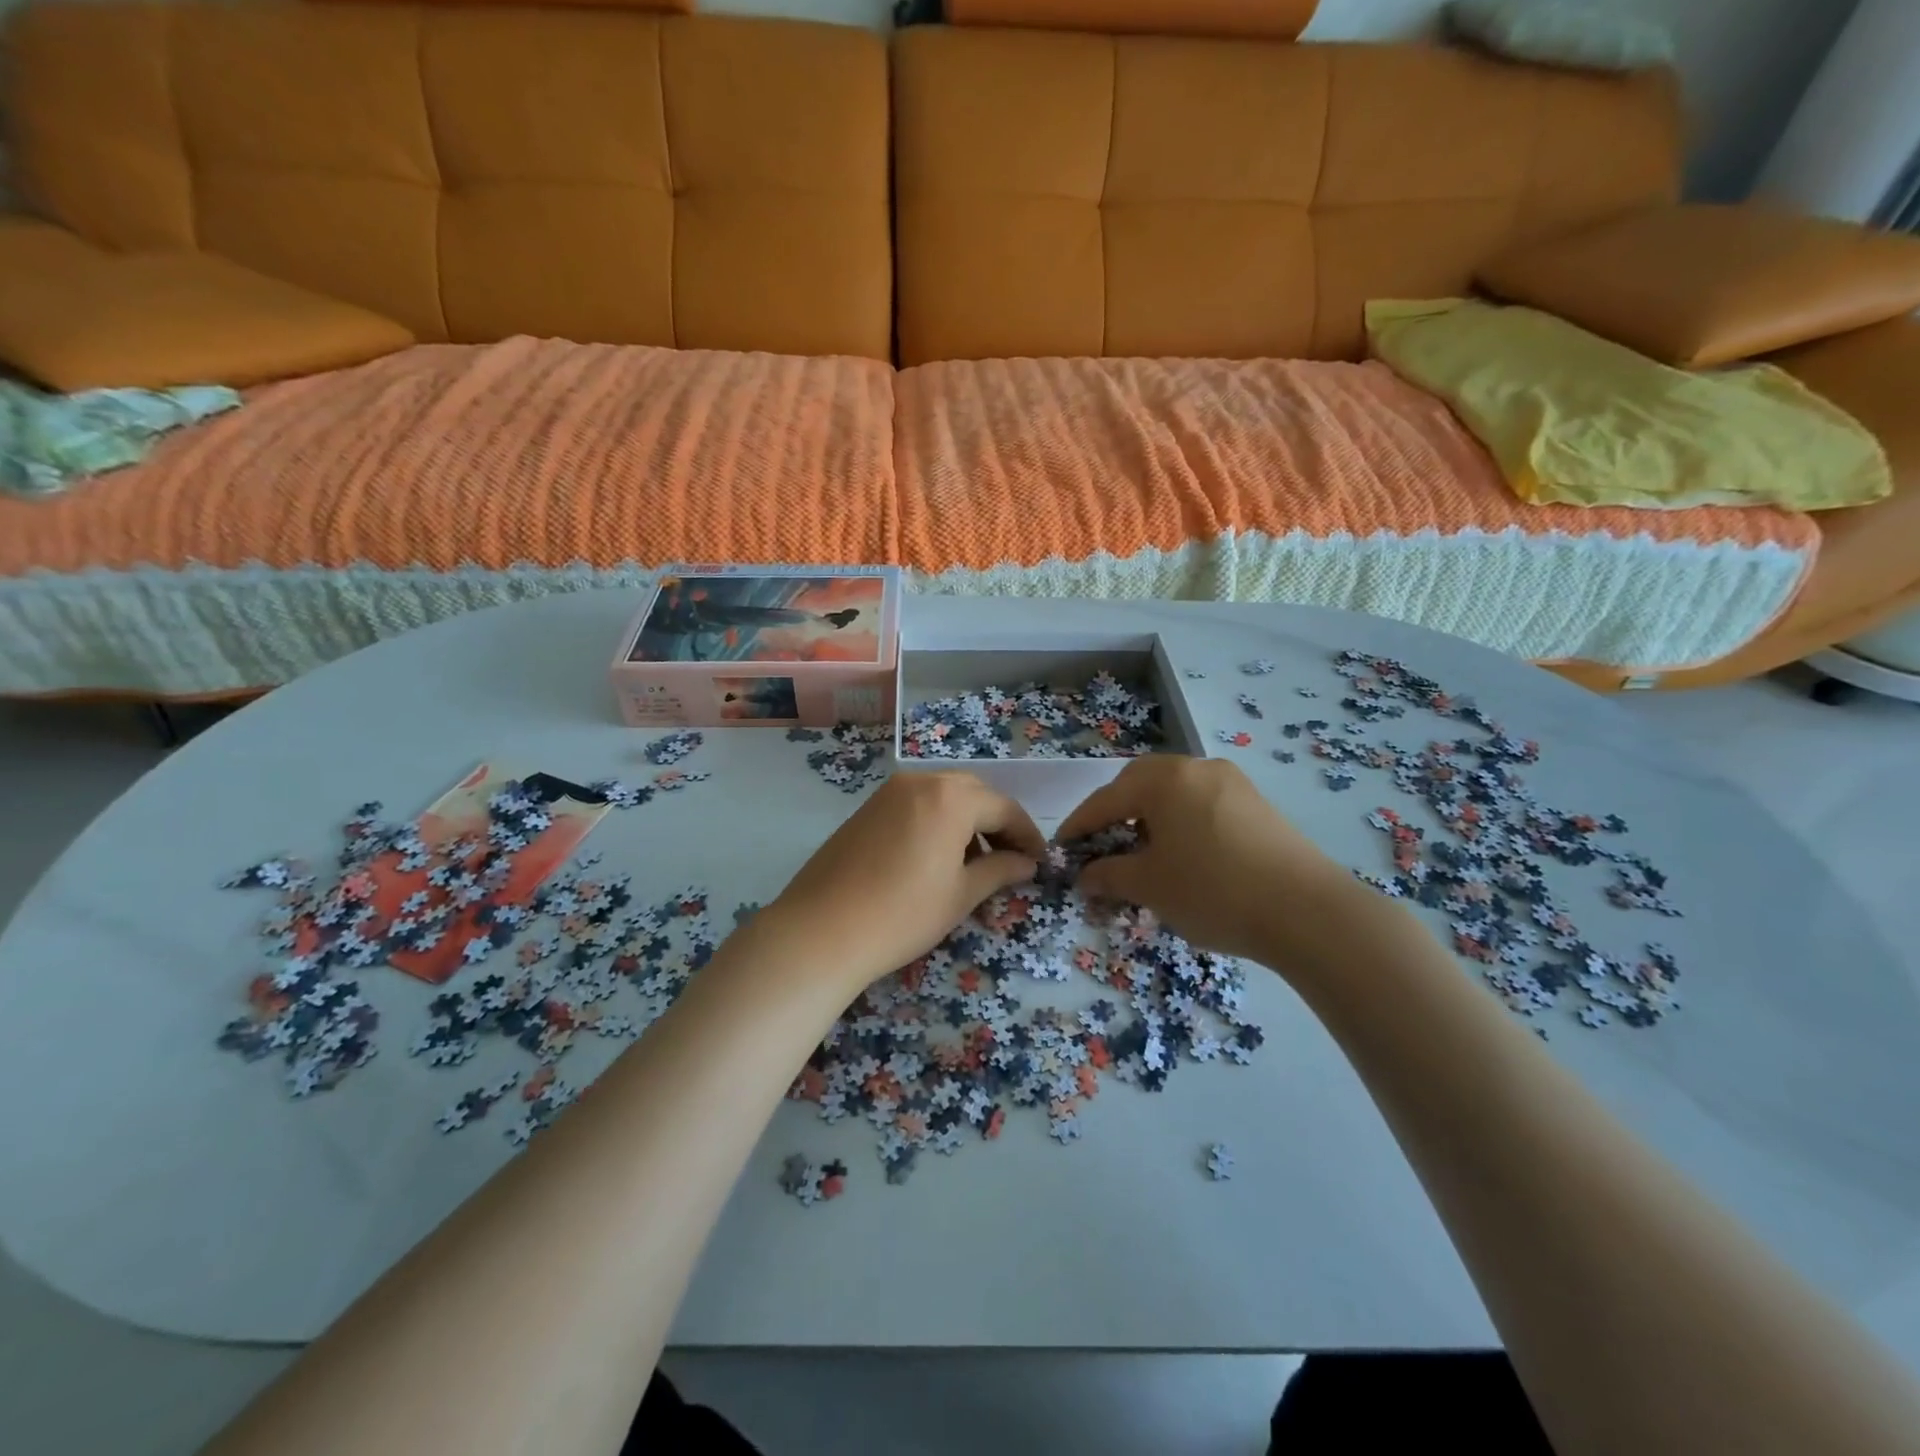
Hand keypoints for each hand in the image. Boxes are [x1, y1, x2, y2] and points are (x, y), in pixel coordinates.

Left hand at [765, 772, 1045, 995]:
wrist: (821, 931)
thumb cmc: (903, 914)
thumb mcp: (960, 894)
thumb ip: (1000, 870)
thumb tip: (1027, 863)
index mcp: (951, 797)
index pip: (1004, 808)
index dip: (1027, 835)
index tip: (1040, 863)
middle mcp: (921, 782)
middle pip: (974, 794)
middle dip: (997, 823)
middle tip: (1010, 860)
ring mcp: (889, 792)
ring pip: (943, 797)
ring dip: (967, 822)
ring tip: (974, 864)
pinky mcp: (867, 808)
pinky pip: (916, 804)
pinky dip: (937, 822)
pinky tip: (935, 858)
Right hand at [1057, 755, 1362, 969]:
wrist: (1309, 912)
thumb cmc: (1213, 892)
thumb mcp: (1150, 886)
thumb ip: (1108, 875)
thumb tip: (1084, 876)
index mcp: (1164, 780)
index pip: (1105, 800)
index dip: (1078, 827)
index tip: (1061, 851)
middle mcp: (1196, 768)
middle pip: (1139, 785)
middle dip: (1115, 816)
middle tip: (1102, 848)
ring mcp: (1232, 783)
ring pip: (1173, 794)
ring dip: (1149, 819)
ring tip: (1143, 855)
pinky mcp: (1256, 804)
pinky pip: (1201, 804)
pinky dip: (1180, 824)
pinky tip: (1184, 856)